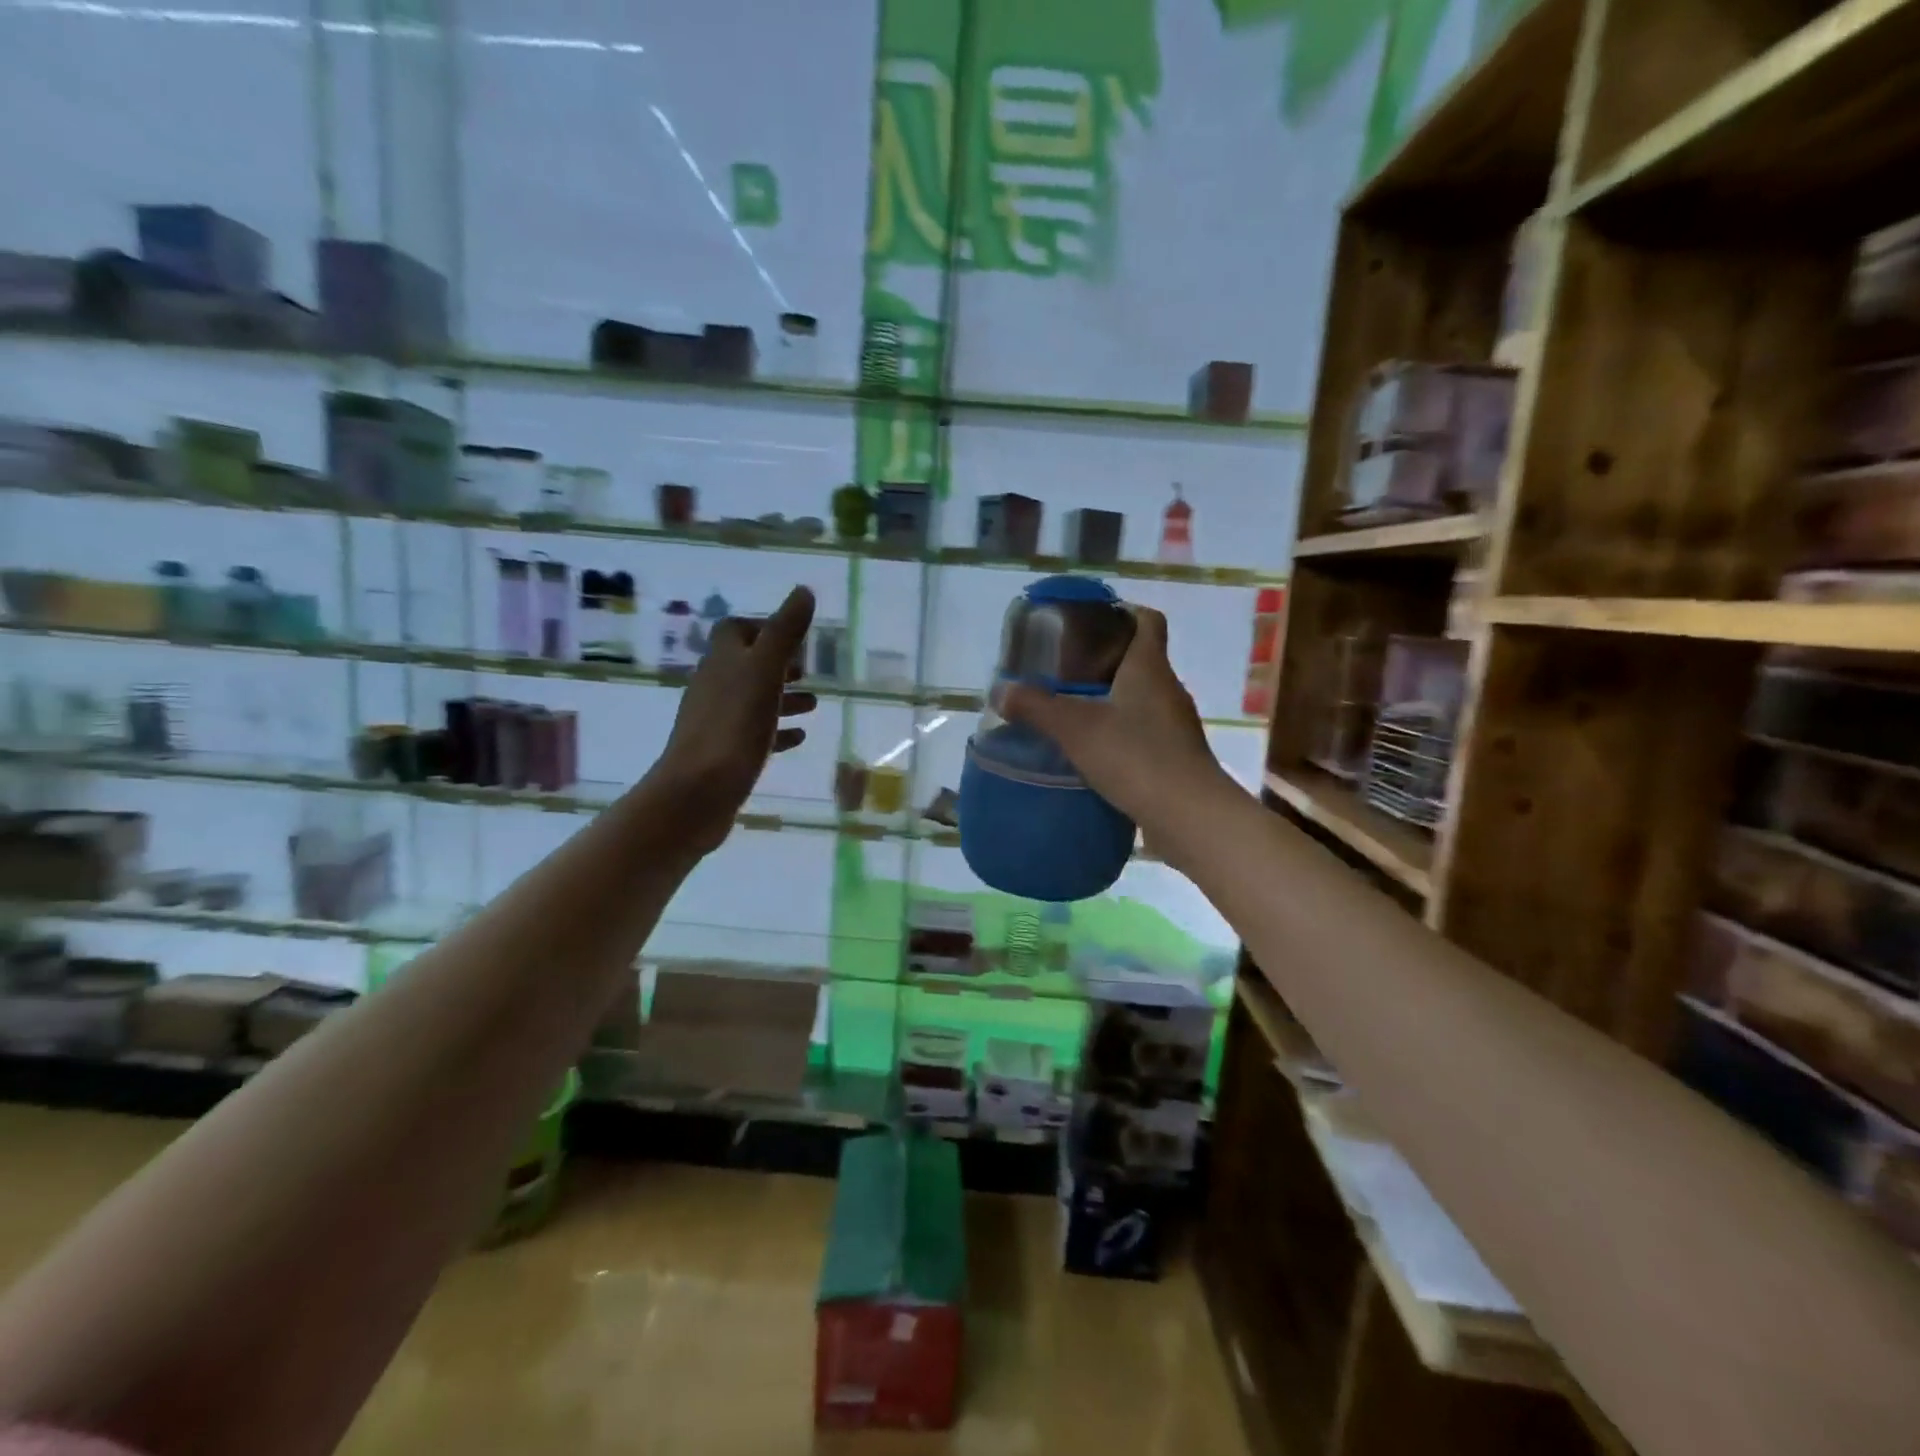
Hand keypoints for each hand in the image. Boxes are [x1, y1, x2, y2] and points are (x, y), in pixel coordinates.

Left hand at [654, 585, 817, 853]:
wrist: (697, 792)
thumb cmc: (733, 726)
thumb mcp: (765, 672)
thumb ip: (785, 632)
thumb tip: (804, 590)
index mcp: (722, 662)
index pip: (735, 631)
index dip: (763, 628)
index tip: (794, 639)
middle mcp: (714, 686)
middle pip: (746, 666)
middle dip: (777, 665)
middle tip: (808, 672)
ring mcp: (716, 722)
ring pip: (752, 700)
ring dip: (781, 698)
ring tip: (813, 705)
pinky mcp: (722, 754)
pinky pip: (753, 734)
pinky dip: (776, 730)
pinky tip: (798, 738)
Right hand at [995, 605, 1226, 837]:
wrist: (1188, 816)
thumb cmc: (1135, 756)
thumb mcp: (1075, 728)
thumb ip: (1036, 707)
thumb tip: (1001, 692)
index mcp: (1150, 667)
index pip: (1147, 620)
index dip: (1122, 612)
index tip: (1089, 622)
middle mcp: (1168, 690)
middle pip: (1139, 660)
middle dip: (1103, 662)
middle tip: (1063, 671)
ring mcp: (1175, 726)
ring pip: (1140, 700)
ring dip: (1110, 702)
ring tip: (1072, 712)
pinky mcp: (1174, 758)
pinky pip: (1143, 734)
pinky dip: (1119, 736)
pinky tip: (1092, 752)